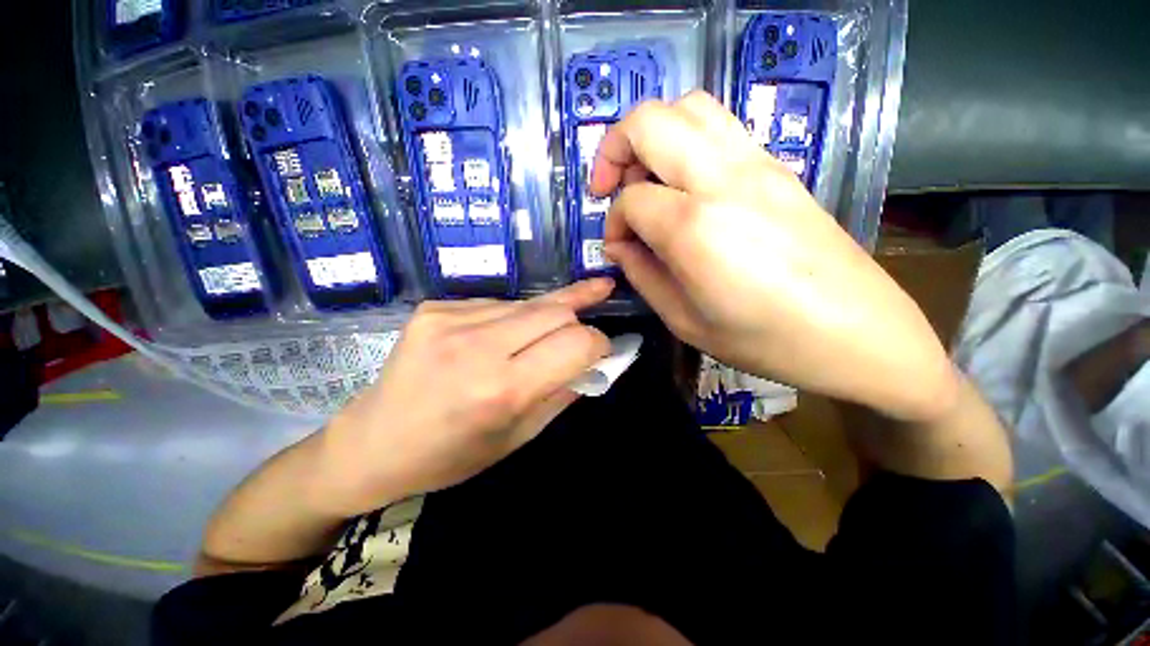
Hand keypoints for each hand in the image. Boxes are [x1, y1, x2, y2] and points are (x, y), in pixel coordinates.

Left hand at [313, 279, 612, 515]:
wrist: (373, 442)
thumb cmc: (451, 454)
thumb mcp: (519, 437)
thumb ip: (563, 393)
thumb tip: (595, 361)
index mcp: (501, 390)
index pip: (576, 342)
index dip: (599, 342)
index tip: (601, 351)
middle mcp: (476, 346)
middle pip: (556, 310)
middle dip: (578, 320)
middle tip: (582, 335)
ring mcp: (450, 319)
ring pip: (528, 302)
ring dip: (545, 319)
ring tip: (538, 338)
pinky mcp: (434, 307)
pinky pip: (497, 304)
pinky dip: (512, 318)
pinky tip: (499, 338)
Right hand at [594, 91, 959, 421]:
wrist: (858, 332)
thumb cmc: (765, 340)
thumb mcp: (685, 321)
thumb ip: (642, 276)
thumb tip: (619, 245)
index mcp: (695, 228)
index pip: (631, 199)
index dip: (614, 222)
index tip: (620, 246)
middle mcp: (723, 180)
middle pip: (650, 121)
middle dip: (615, 149)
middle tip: (611, 188)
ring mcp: (758, 164)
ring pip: (689, 106)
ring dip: (652, 135)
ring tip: (647, 178)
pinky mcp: (778, 167)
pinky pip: (720, 127)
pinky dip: (686, 141)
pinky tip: (685, 185)